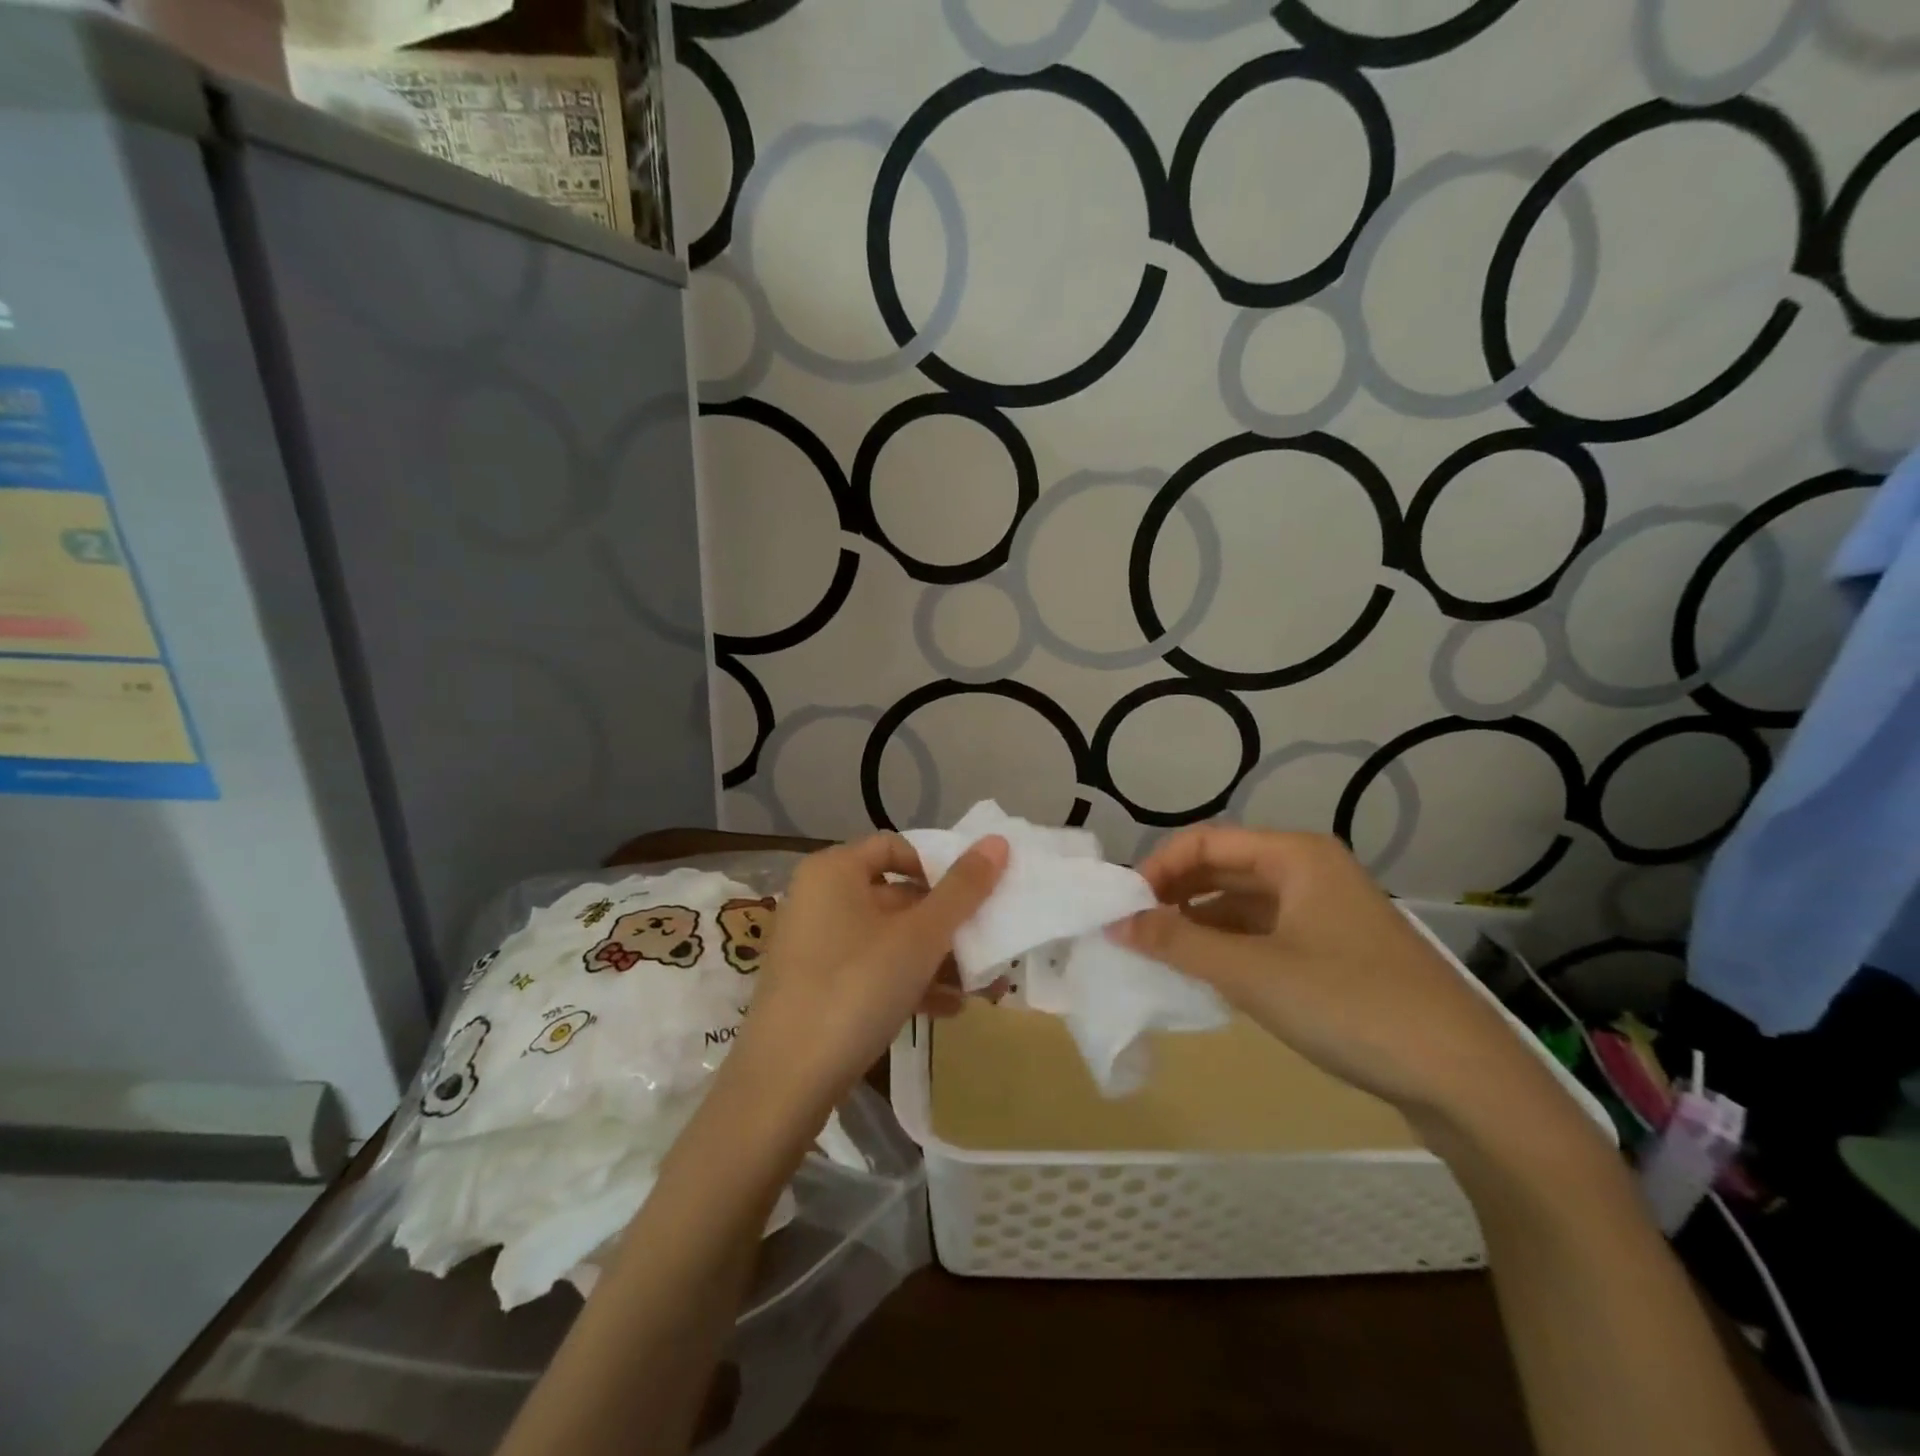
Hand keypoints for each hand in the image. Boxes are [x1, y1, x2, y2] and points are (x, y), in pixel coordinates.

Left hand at [719, 832, 1007, 1119]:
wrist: (784, 1083)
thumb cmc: (856, 987)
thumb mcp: (920, 937)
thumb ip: (962, 889)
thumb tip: (997, 842)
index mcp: (834, 871)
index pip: (895, 846)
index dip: (938, 867)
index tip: (972, 897)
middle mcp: (818, 898)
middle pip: (895, 895)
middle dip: (945, 923)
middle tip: (986, 943)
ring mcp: (814, 945)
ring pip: (887, 938)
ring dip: (935, 958)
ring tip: (980, 985)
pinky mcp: (815, 987)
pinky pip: (870, 970)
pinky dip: (907, 982)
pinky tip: (948, 1009)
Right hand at [1112, 827, 1554, 1125]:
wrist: (1465, 1079)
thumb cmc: (1351, 1005)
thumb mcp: (1253, 973)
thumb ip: (1179, 944)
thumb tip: (1117, 923)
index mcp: (1296, 856)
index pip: (1206, 842)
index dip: (1159, 868)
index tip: (1123, 906)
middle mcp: (1311, 872)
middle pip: (1225, 869)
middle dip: (1176, 895)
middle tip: (1134, 930)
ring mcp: (1328, 914)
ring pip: (1245, 905)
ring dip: (1200, 925)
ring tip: (1160, 955)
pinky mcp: (1337, 953)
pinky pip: (1267, 935)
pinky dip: (1231, 948)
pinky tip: (1207, 976)